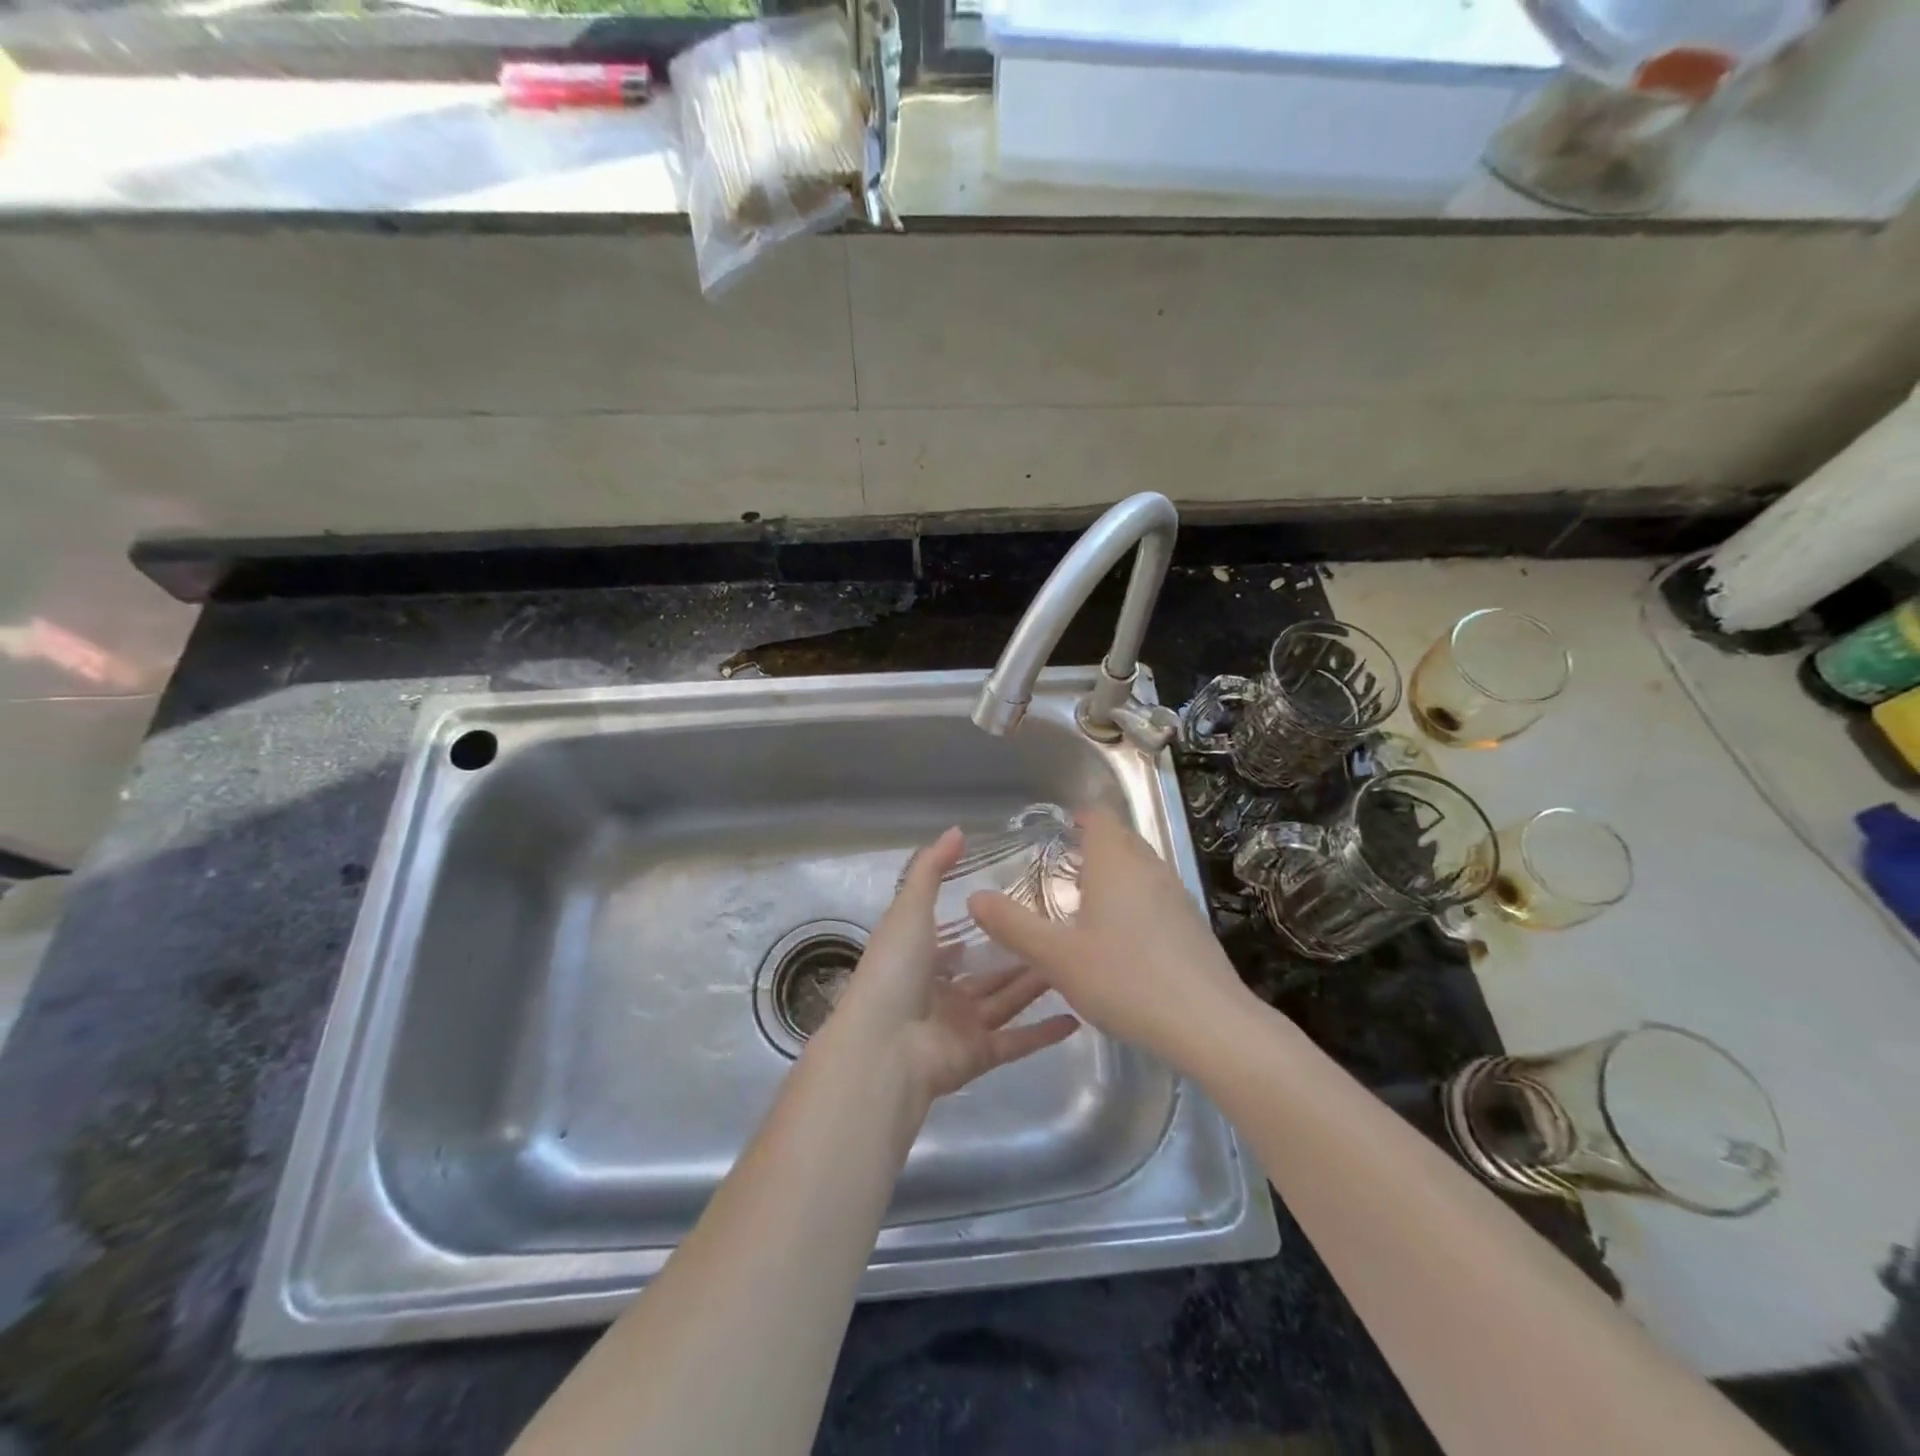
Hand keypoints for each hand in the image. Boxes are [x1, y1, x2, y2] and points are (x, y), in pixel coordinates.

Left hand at [835, 827, 1080, 1103]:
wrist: (885, 1047)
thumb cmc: (895, 970)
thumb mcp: (910, 908)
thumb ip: (932, 869)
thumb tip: (957, 830)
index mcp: (918, 959)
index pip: (952, 939)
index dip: (981, 924)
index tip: (1017, 903)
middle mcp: (940, 993)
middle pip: (987, 971)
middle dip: (1018, 954)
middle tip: (1058, 931)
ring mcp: (960, 1026)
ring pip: (1006, 1000)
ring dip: (1036, 985)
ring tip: (1073, 961)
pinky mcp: (980, 1055)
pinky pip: (1017, 1041)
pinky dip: (1044, 1032)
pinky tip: (1076, 1016)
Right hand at [967, 809, 1254, 1070]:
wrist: (1209, 1024)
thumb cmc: (1125, 979)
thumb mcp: (1056, 957)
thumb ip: (1012, 925)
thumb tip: (974, 896)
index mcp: (1116, 863)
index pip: (1099, 817)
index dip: (1078, 818)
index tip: (1058, 831)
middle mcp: (1150, 868)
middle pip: (1122, 839)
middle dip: (1094, 846)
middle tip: (1062, 869)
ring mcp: (1177, 895)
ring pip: (1142, 868)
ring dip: (1116, 874)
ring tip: (1087, 904)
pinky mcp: (1193, 925)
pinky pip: (1157, 895)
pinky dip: (1135, 901)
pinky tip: (1122, 940)